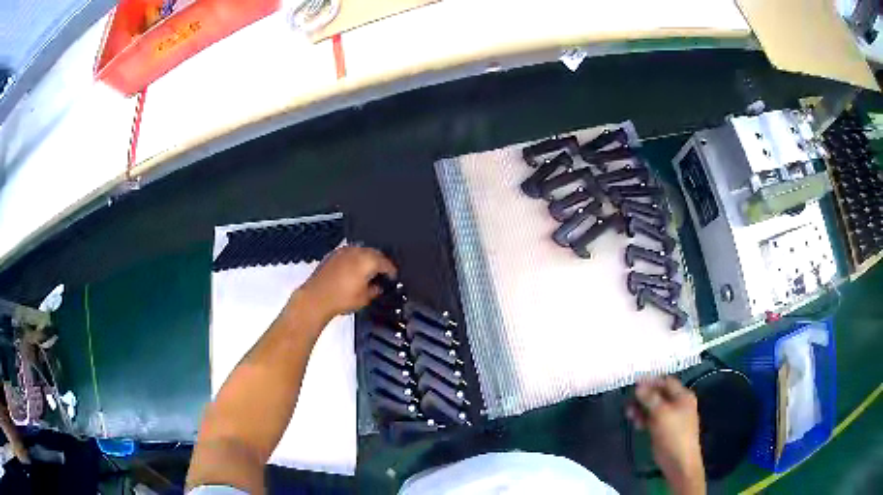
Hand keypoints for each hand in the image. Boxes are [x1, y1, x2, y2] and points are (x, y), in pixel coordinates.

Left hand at [298, 246, 396, 318]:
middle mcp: (356, 252)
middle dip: (380, 262)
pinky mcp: (333, 254)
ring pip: (361, 251)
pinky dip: (354, 259)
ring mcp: (343, 251)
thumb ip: (375, 290)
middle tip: (383, 272)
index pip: (386, 263)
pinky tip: (353, 269)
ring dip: (367, 258)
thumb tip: (377, 287)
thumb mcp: (365, 299)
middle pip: (374, 253)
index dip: (392, 270)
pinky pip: (349, 253)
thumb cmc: (340, 299)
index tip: (393, 276)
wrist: (316, 298)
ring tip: (368, 271)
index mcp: (368, 261)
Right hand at [627, 376, 704, 494]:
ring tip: (629, 413)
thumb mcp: (662, 413)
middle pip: (659, 394)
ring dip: (641, 408)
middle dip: (644, 396)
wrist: (679, 462)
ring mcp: (671, 418)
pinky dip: (644, 419)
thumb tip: (638, 386)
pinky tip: (636, 423)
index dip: (651, 380)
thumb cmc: (674, 434)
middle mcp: (678, 404)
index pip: (666, 381)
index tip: (634, 382)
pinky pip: (652, 419)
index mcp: (683, 396)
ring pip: (654, 408)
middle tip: (629, 400)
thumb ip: (650, 398)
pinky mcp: (663, 430)